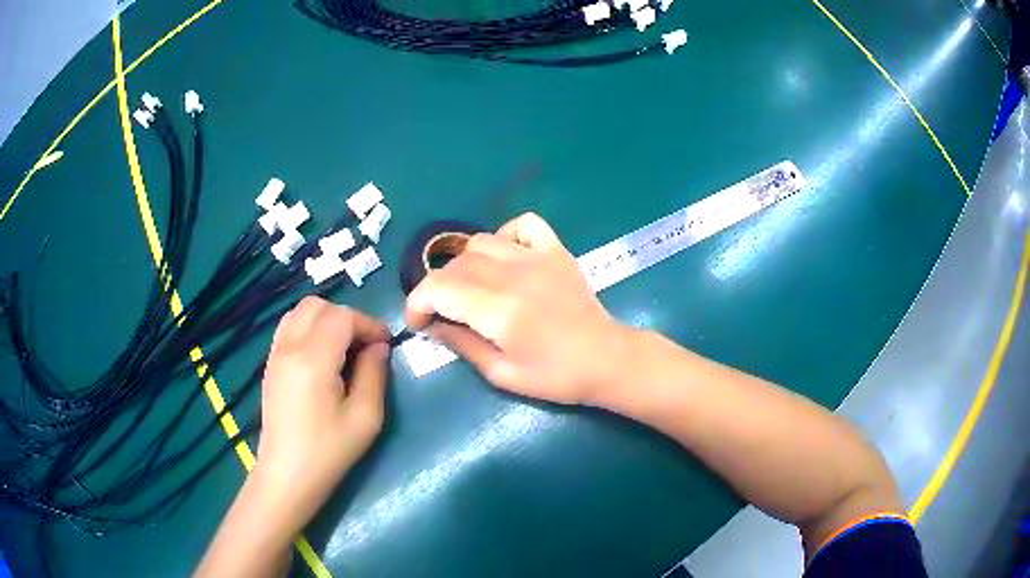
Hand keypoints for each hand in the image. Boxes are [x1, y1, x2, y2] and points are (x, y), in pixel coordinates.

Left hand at [255, 296, 390, 528]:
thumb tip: (378, 347)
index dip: (368, 323)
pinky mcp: (270, 364)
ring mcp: (275, 354)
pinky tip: (322, 356)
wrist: (287, 475)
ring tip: (344, 348)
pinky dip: (309, 328)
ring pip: (300, 311)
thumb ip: (374, 374)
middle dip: (347, 317)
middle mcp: (289, 347)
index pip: (342, 317)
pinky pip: (289, 327)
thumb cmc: (329, 452)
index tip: (386, 344)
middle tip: (365, 345)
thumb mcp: (365, 417)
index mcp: (313, 360)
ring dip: (327, 319)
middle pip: (319, 305)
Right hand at [405, 213, 630, 404]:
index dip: (417, 303)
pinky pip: (522, 225)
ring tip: (472, 288)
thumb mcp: (502, 373)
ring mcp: (537, 257)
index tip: (418, 323)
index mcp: (499, 311)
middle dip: (438, 289)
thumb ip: (462, 345)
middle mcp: (514, 275)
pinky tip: (504, 258)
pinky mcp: (555, 250)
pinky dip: (504, 236)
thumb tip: (433, 325)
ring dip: (465, 264)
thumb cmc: (555, 376)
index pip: (438, 288)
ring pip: (481, 242)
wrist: (606, 359)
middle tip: (445, 314)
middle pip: (455, 265)